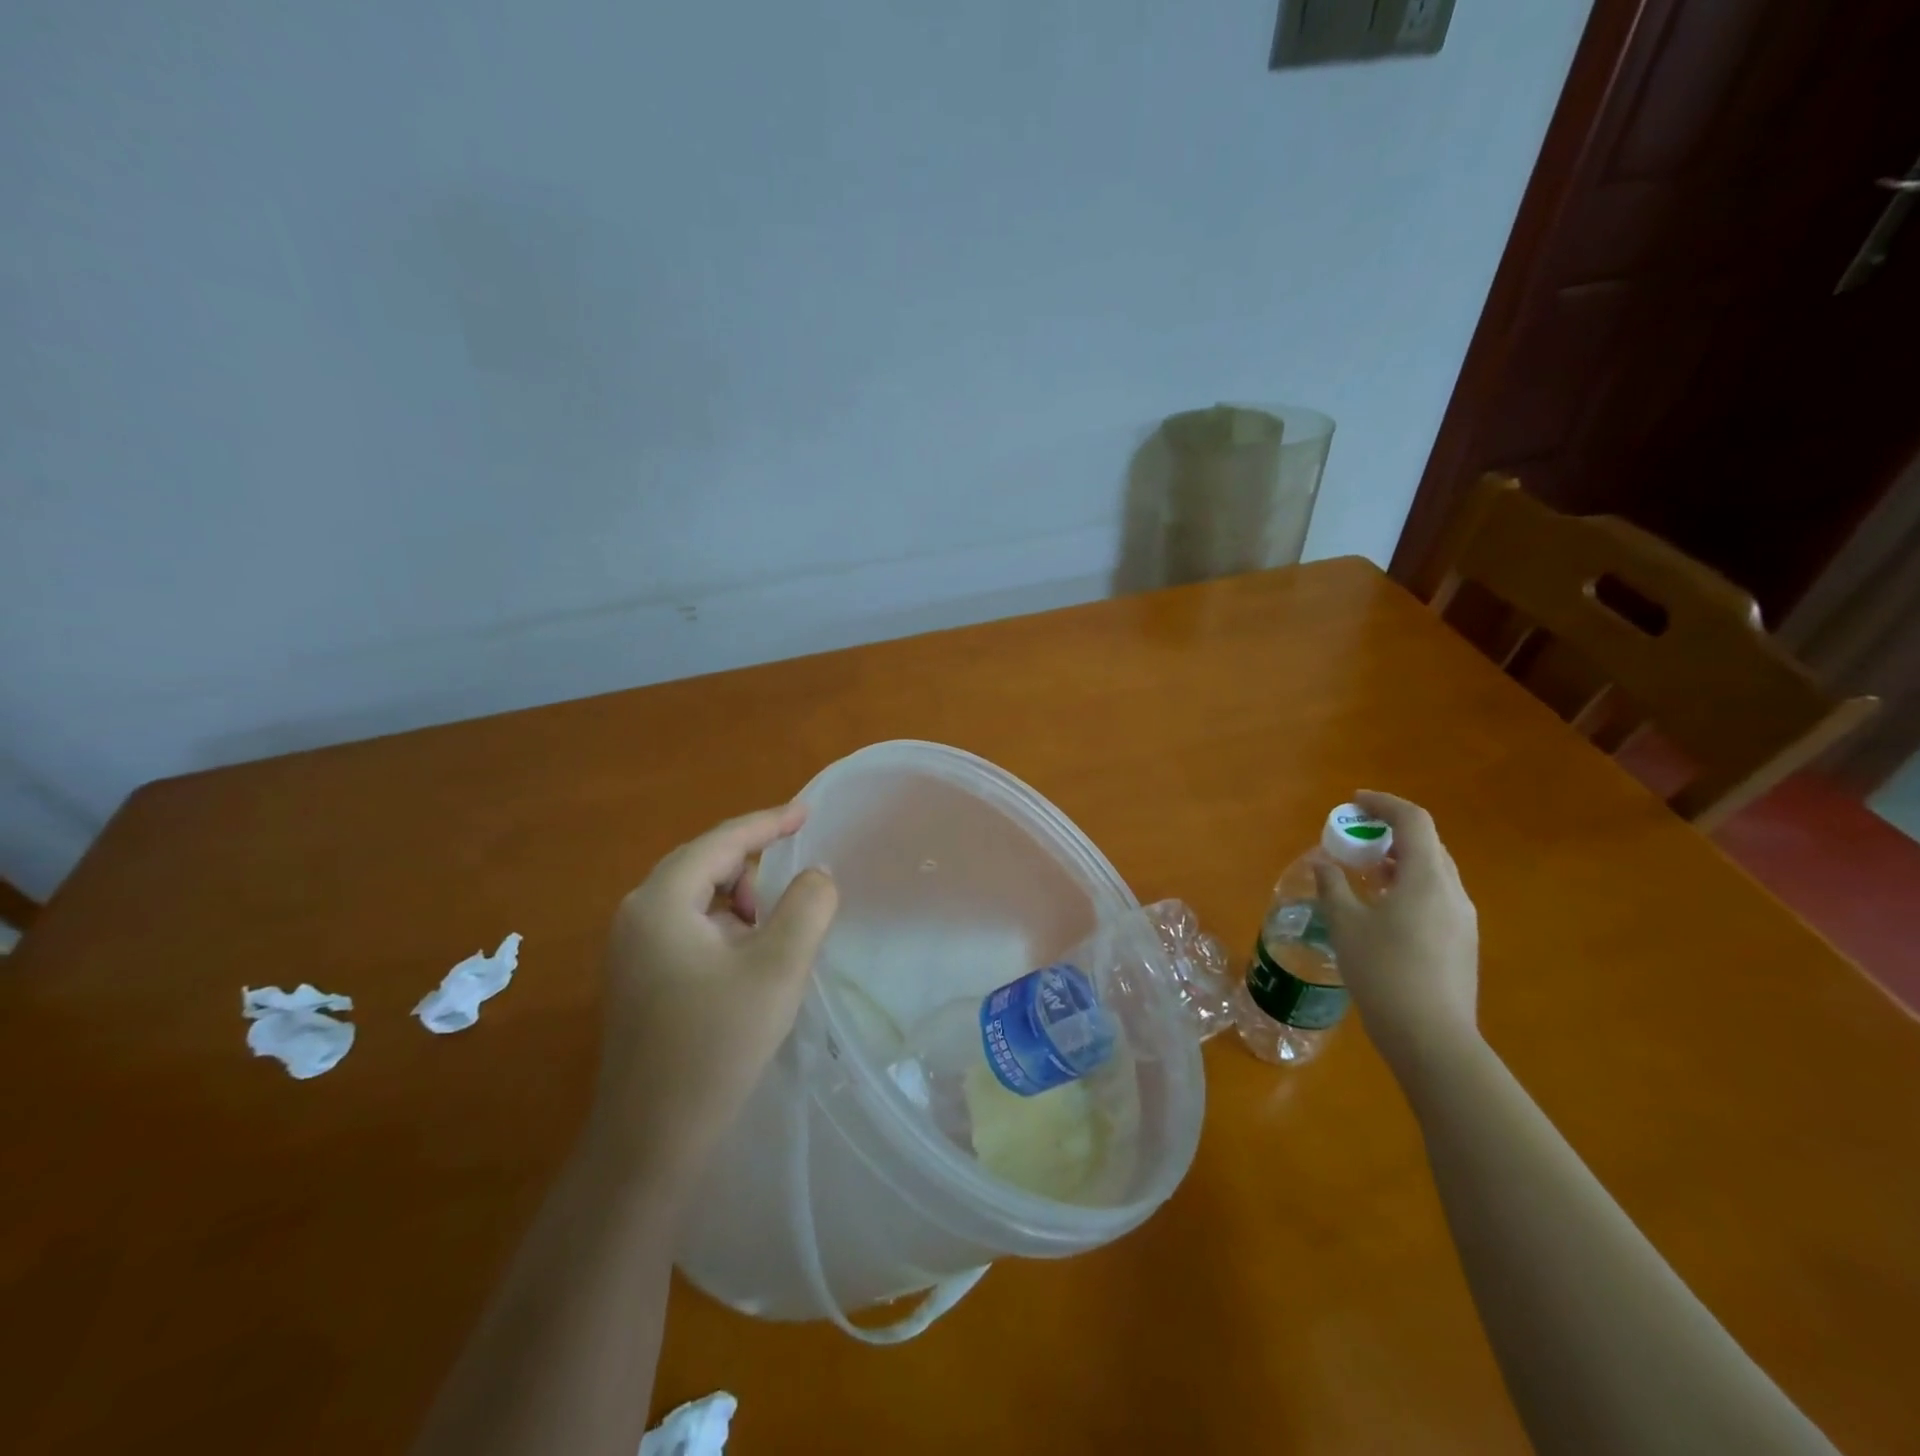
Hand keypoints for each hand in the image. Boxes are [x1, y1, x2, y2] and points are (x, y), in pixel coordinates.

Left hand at [587, 804, 837, 1186]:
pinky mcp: (637, 978)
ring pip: (696, 898)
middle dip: (753, 864)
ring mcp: (631, 949)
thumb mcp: (778, 968)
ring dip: (740, 900)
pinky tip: (749, 958)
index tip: (807, 811)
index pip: (721, 842)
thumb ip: (808, 907)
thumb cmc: (716, 1045)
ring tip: (776, 929)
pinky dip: (724, 927)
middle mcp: (636, 914)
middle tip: (799, 875)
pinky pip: (688, 927)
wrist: (650, 1141)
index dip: (767, 822)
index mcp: (660, 901)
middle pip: (704, 864)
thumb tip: (816, 875)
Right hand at [1314, 790, 1479, 1077]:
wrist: (1432, 1037)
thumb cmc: (1384, 972)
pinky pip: (1435, 896)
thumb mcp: (1346, 924)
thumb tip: (1323, 864)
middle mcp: (1453, 891)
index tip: (1354, 802)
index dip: (1384, 804)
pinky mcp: (1462, 943)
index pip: (1414, 821)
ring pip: (1432, 872)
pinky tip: (1383, 909)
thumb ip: (1333, 886)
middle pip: (1427, 844)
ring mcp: (1463, 919)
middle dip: (1390, 833)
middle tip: (1355, 839)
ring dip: (1399, 861)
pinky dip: (1408, 886)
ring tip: (1365, 872)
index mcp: (1427, 878)